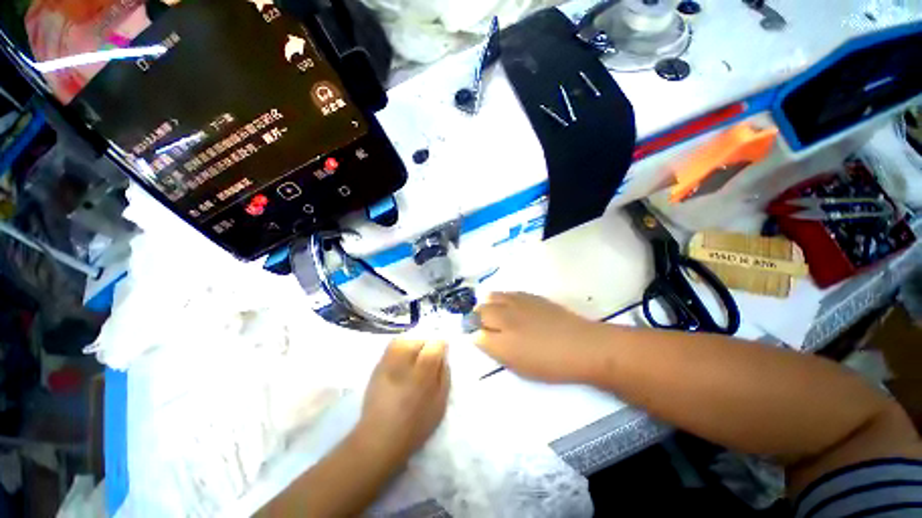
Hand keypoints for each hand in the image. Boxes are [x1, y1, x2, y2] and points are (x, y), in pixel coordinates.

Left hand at [355, 339, 449, 466]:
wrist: (379, 439)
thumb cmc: (415, 424)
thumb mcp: (440, 402)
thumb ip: (444, 374)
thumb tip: (443, 356)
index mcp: (423, 370)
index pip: (436, 343)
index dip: (442, 346)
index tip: (442, 355)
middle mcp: (404, 359)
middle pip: (421, 338)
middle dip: (428, 344)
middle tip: (430, 360)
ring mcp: (388, 361)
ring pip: (406, 339)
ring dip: (414, 345)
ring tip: (416, 359)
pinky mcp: (377, 365)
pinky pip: (393, 346)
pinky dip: (402, 348)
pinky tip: (403, 363)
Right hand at [474, 292, 604, 382]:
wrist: (581, 345)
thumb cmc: (550, 364)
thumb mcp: (519, 366)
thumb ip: (496, 351)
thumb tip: (480, 338)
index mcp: (502, 341)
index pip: (476, 334)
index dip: (473, 334)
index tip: (475, 336)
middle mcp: (505, 318)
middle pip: (480, 311)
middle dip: (476, 317)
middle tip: (481, 324)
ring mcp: (516, 304)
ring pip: (491, 297)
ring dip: (487, 304)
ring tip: (491, 311)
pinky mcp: (529, 296)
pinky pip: (507, 293)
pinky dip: (501, 298)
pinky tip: (506, 303)